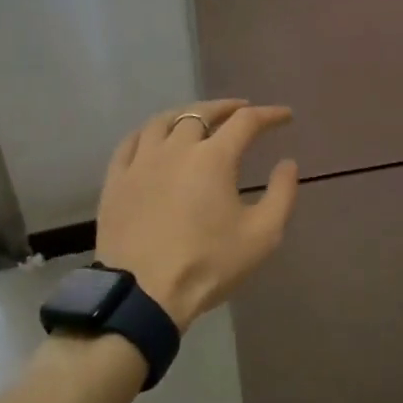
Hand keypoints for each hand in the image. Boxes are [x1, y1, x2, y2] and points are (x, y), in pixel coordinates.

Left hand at [94, 100, 298, 329]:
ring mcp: (141, 162)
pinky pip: (131, 143)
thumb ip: (282, 195)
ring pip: (163, 121)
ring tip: (197, 118)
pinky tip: (154, 138)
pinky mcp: (116, 180)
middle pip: (202, 113)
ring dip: (186, 114)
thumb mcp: (262, 235)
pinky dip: (149, 133)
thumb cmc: (208, 264)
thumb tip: (287, 163)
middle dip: (226, 108)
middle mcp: (176, 148)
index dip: (269, 115)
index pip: (246, 122)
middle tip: (241, 110)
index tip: (284, 116)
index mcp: (213, 158)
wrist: (143, 293)